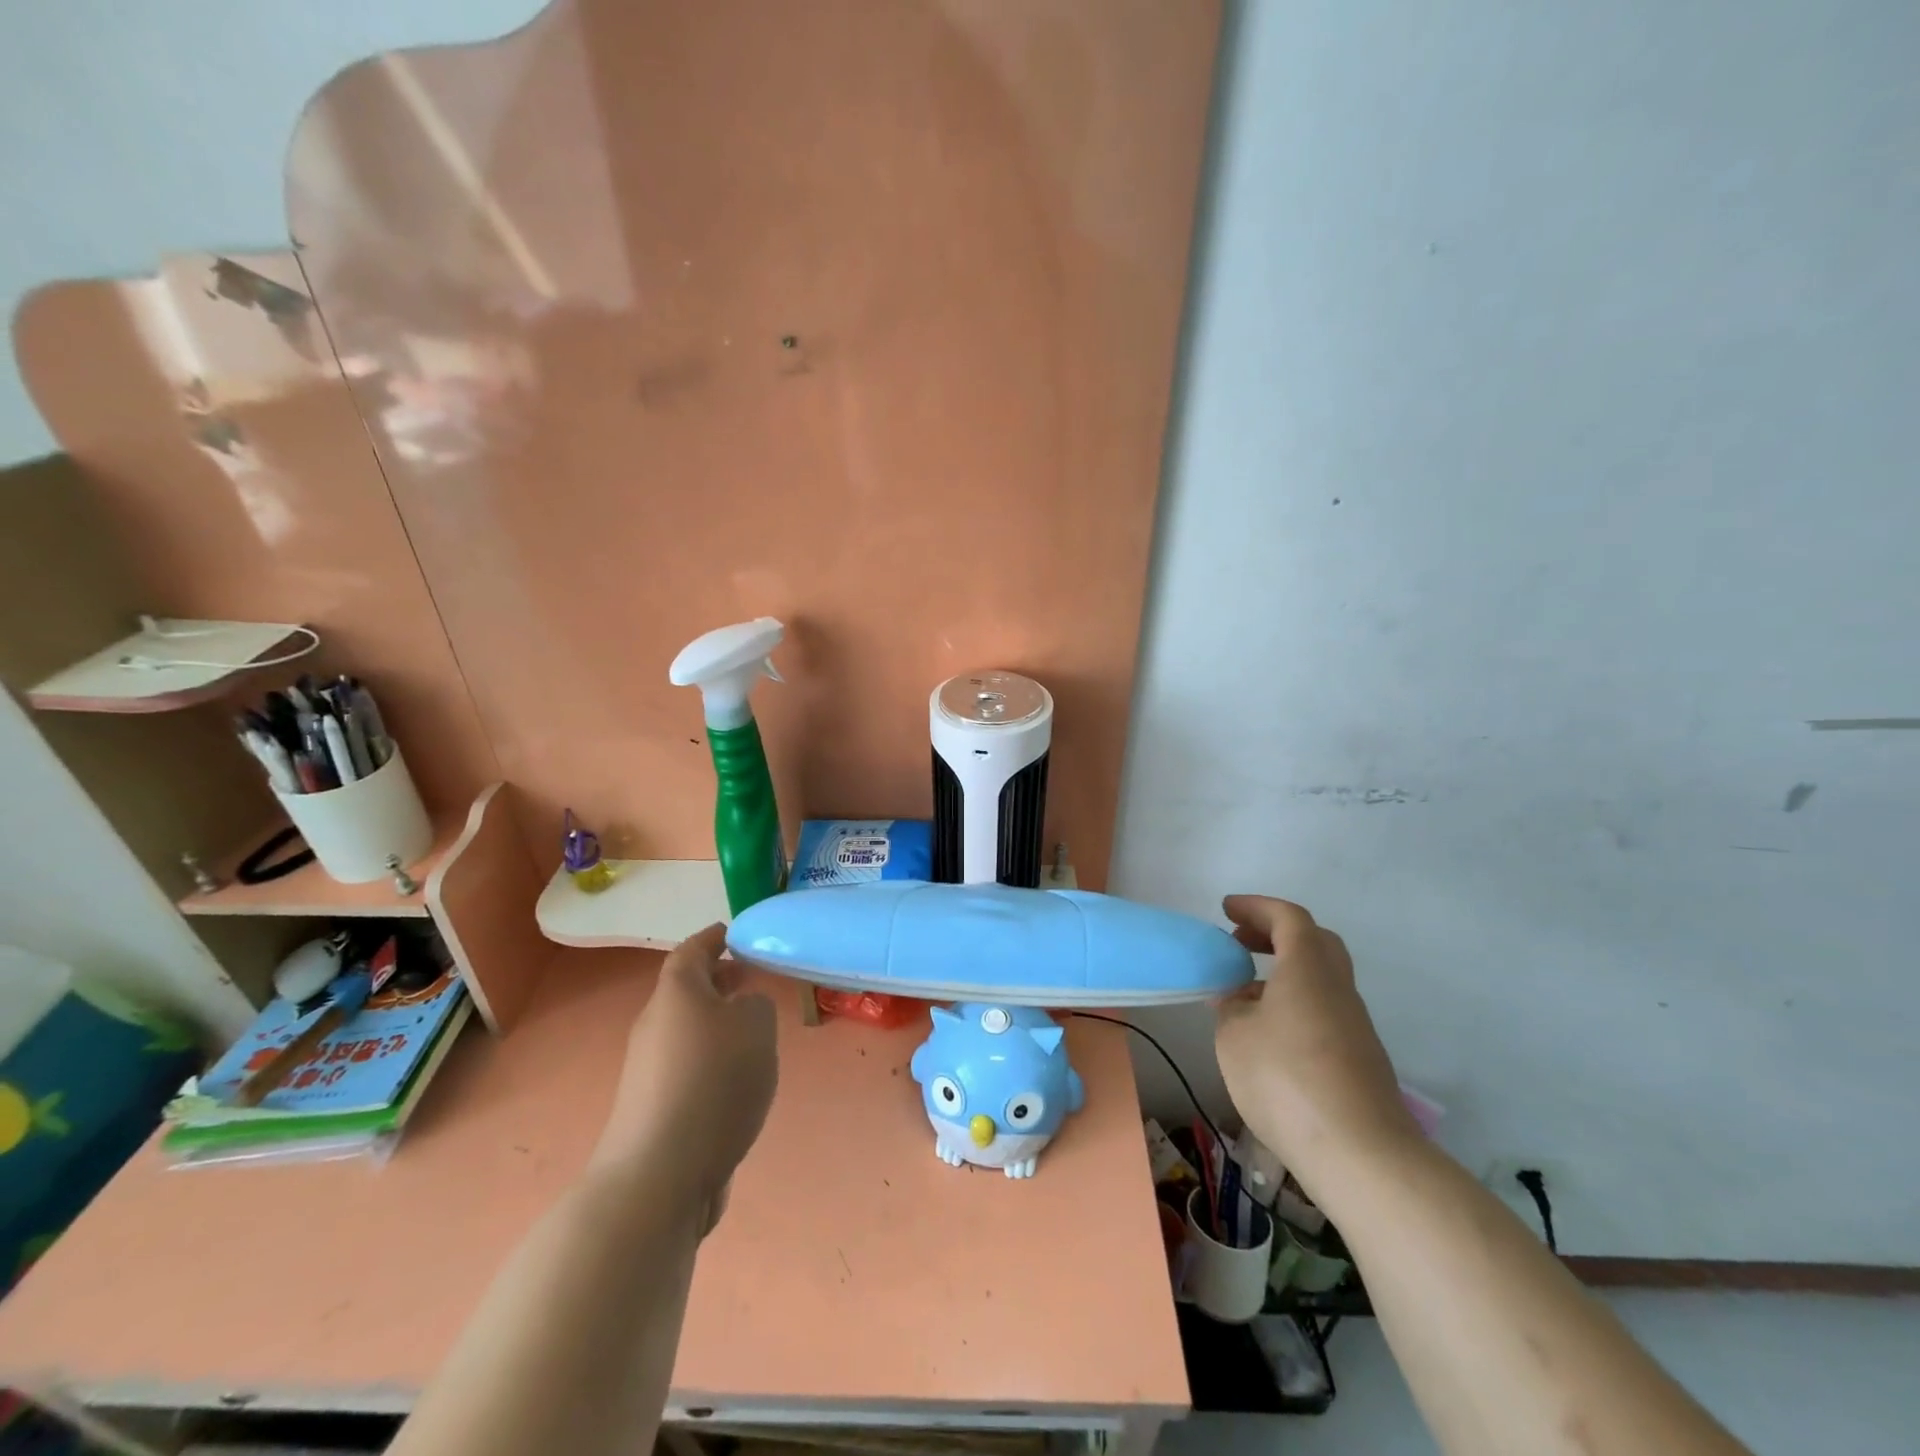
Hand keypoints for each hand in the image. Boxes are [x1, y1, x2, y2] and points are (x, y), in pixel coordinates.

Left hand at [591, 924, 777, 1230]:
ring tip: (754, 1033)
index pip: (691, 951)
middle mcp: (655, 1025)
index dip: (713, 938)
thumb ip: (757, 1004)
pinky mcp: (652, 1110)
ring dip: (717, 1024)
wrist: (659, 1175)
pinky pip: (687, 1068)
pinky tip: (738, 1083)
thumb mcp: (757, 1026)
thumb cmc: (714, 1081)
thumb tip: (742, 1008)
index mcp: (676, 993)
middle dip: (719, 982)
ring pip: (687, 1031)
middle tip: (751, 979)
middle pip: (686, 991)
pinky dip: (711, 1062)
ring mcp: (649, 1071)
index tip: (732, 932)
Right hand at [1214, 896, 1419, 1196]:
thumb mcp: (1234, 1036)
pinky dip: (1295, 1002)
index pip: (1288, 918)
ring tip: (1245, 992)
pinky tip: (1269, 1033)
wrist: (1361, 1155)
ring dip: (1285, 971)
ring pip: (1321, 977)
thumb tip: (1235, 997)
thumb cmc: (1286, 1080)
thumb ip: (1230, 1006)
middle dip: (1276, 934)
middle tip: (1241, 942)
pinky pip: (1324, 1009)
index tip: (1227, 910)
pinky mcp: (1360, 1058)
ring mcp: (1354, 1024)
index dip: (1256, 907)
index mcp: (1308, 969)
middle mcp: (1337, 987)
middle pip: (1314, 942)